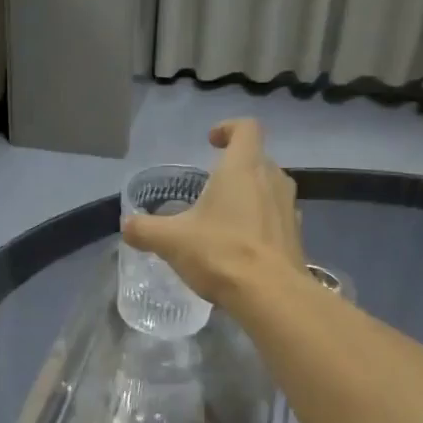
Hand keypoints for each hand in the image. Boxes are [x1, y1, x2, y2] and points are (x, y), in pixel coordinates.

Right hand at [120, 119, 306, 303]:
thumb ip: (146, 229)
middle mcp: (272, 179)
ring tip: (225, 217)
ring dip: (250, 195)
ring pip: (269, 188)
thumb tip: (127, 225)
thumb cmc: (221, 253)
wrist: (271, 294)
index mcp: (243, 167)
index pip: (246, 128)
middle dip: (235, 167)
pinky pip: (276, 218)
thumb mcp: (171, 241)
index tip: (211, 141)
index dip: (228, 128)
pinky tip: (242, 246)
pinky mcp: (295, 236)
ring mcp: (288, 208)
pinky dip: (260, 223)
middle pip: (257, 159)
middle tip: (211, 187)